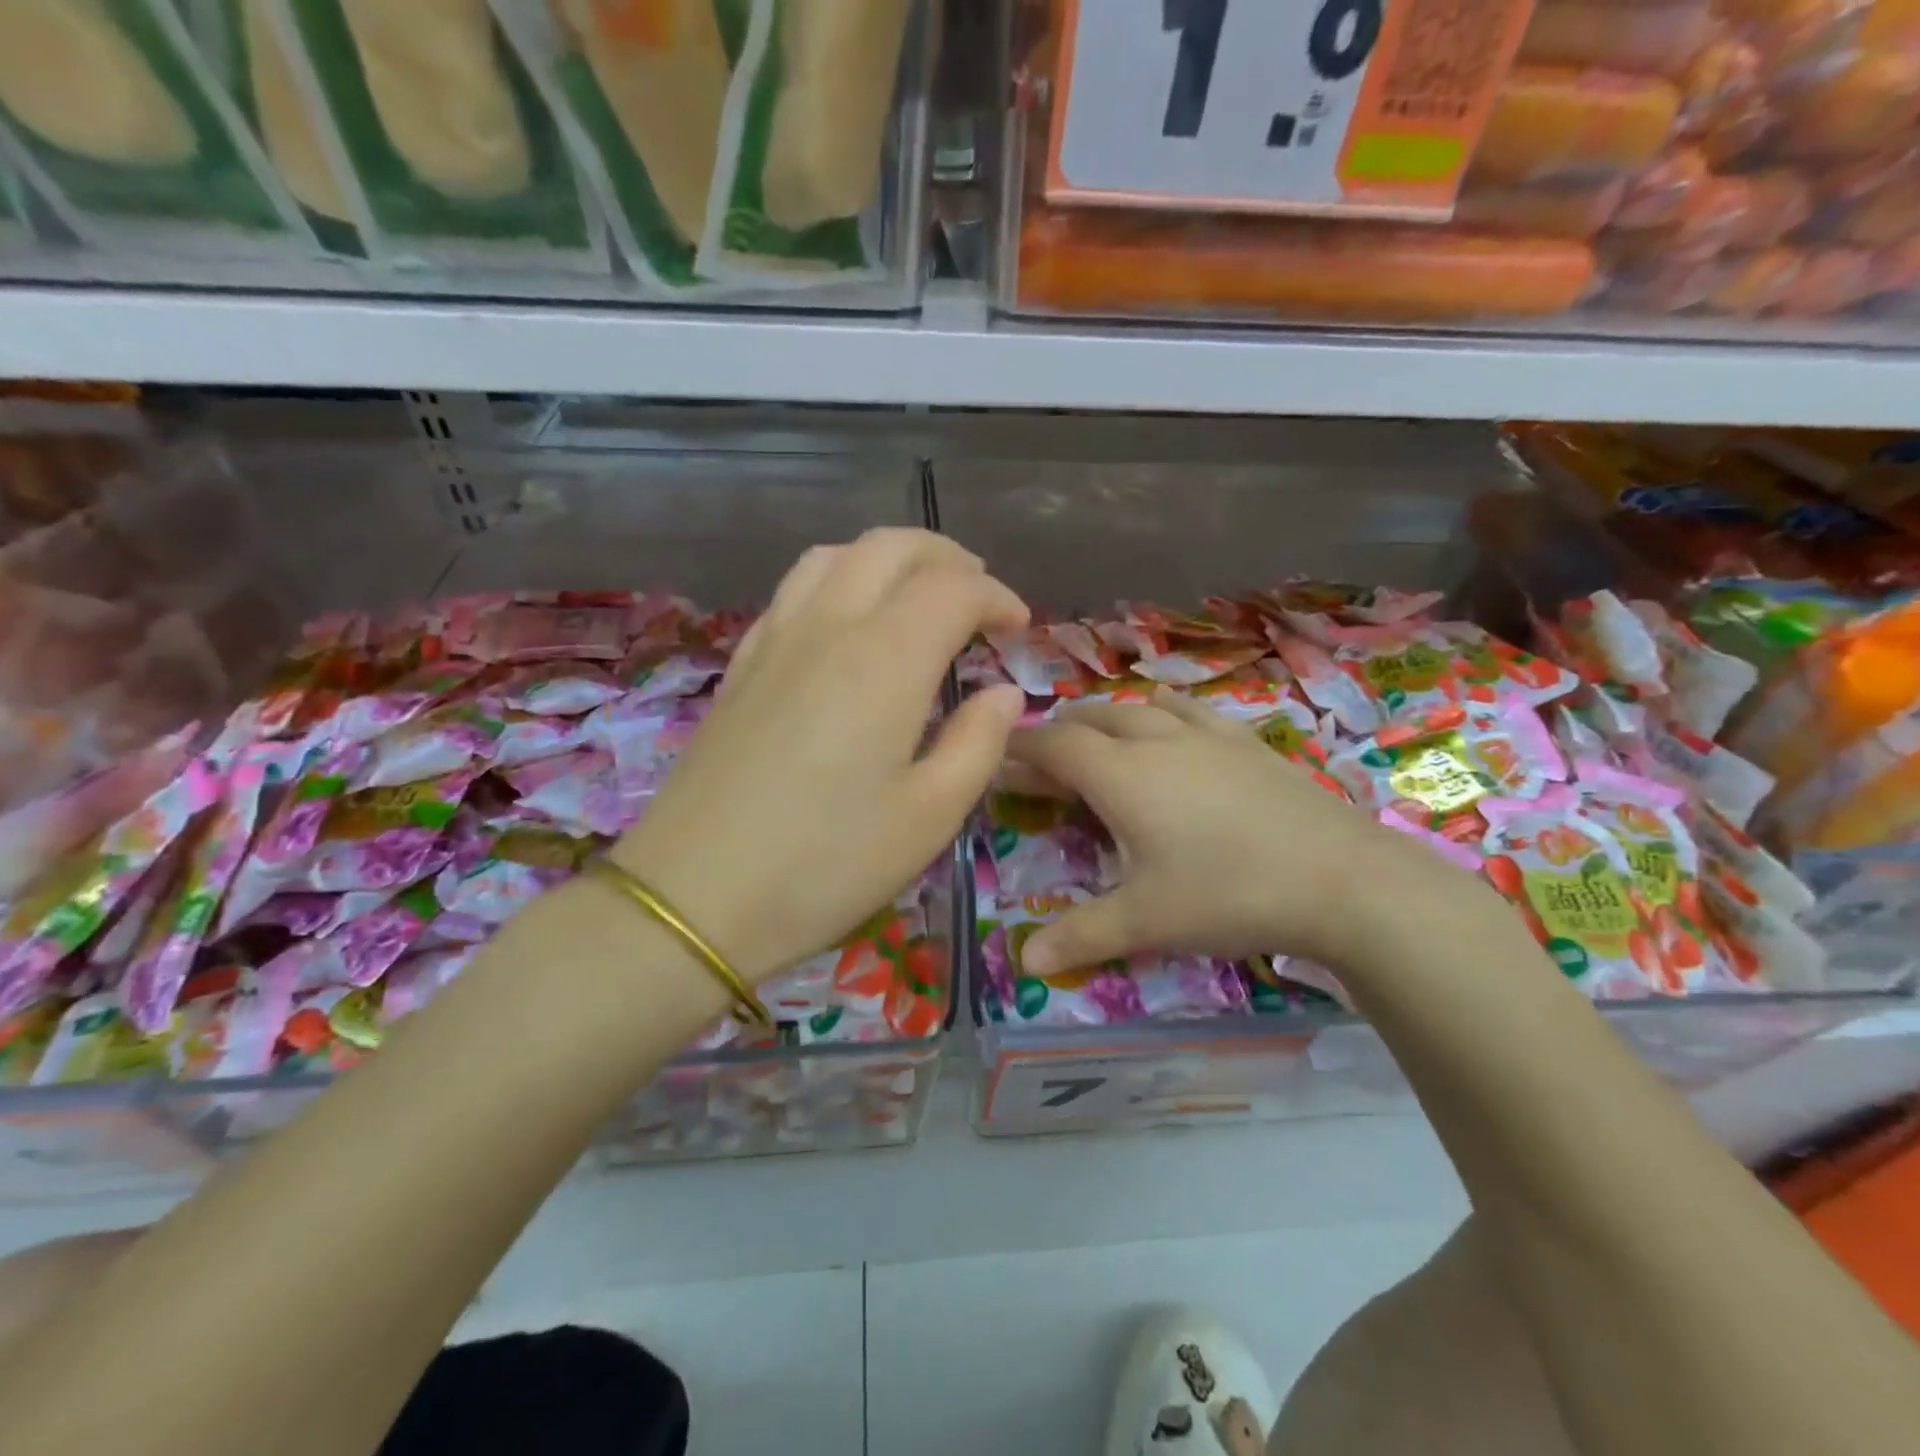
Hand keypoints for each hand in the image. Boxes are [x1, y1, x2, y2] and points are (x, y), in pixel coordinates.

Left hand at [613, 530, 1028, 982]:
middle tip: (978, 595)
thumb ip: (979, 744)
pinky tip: (846, 625)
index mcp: (884, 661)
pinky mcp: (741, 666)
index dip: (996, 596)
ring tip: (916, 595)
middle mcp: (827, 628)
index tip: (1019, 628)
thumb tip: (1004, 694)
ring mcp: (775, 641)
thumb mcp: (929, 818)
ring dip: (887, 559)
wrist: (692, 897)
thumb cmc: (826, 865)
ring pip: (834, 556)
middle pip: (890, 548)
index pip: (952, 589)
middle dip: (947, 558)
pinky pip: (793, 591)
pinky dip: (837, 581)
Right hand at [1005, 690, 1472, 974]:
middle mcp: (1157, 740)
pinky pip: (1191, 711)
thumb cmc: (1228, 894)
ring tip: (1101, 742)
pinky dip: (1164, 714)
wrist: (1342, 879)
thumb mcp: (1145, 921)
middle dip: (1061, 732)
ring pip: (1142, 706)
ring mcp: (1207, 735)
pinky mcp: (1248, 742)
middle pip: (1094, 716)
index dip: (1020, 749)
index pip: (1054, 744)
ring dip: (1109, 719)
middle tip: (1046, 764)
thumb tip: (1025, 961)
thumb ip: (1080, 935)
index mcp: (1121, 774)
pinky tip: (1174, 731)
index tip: (998, 758)